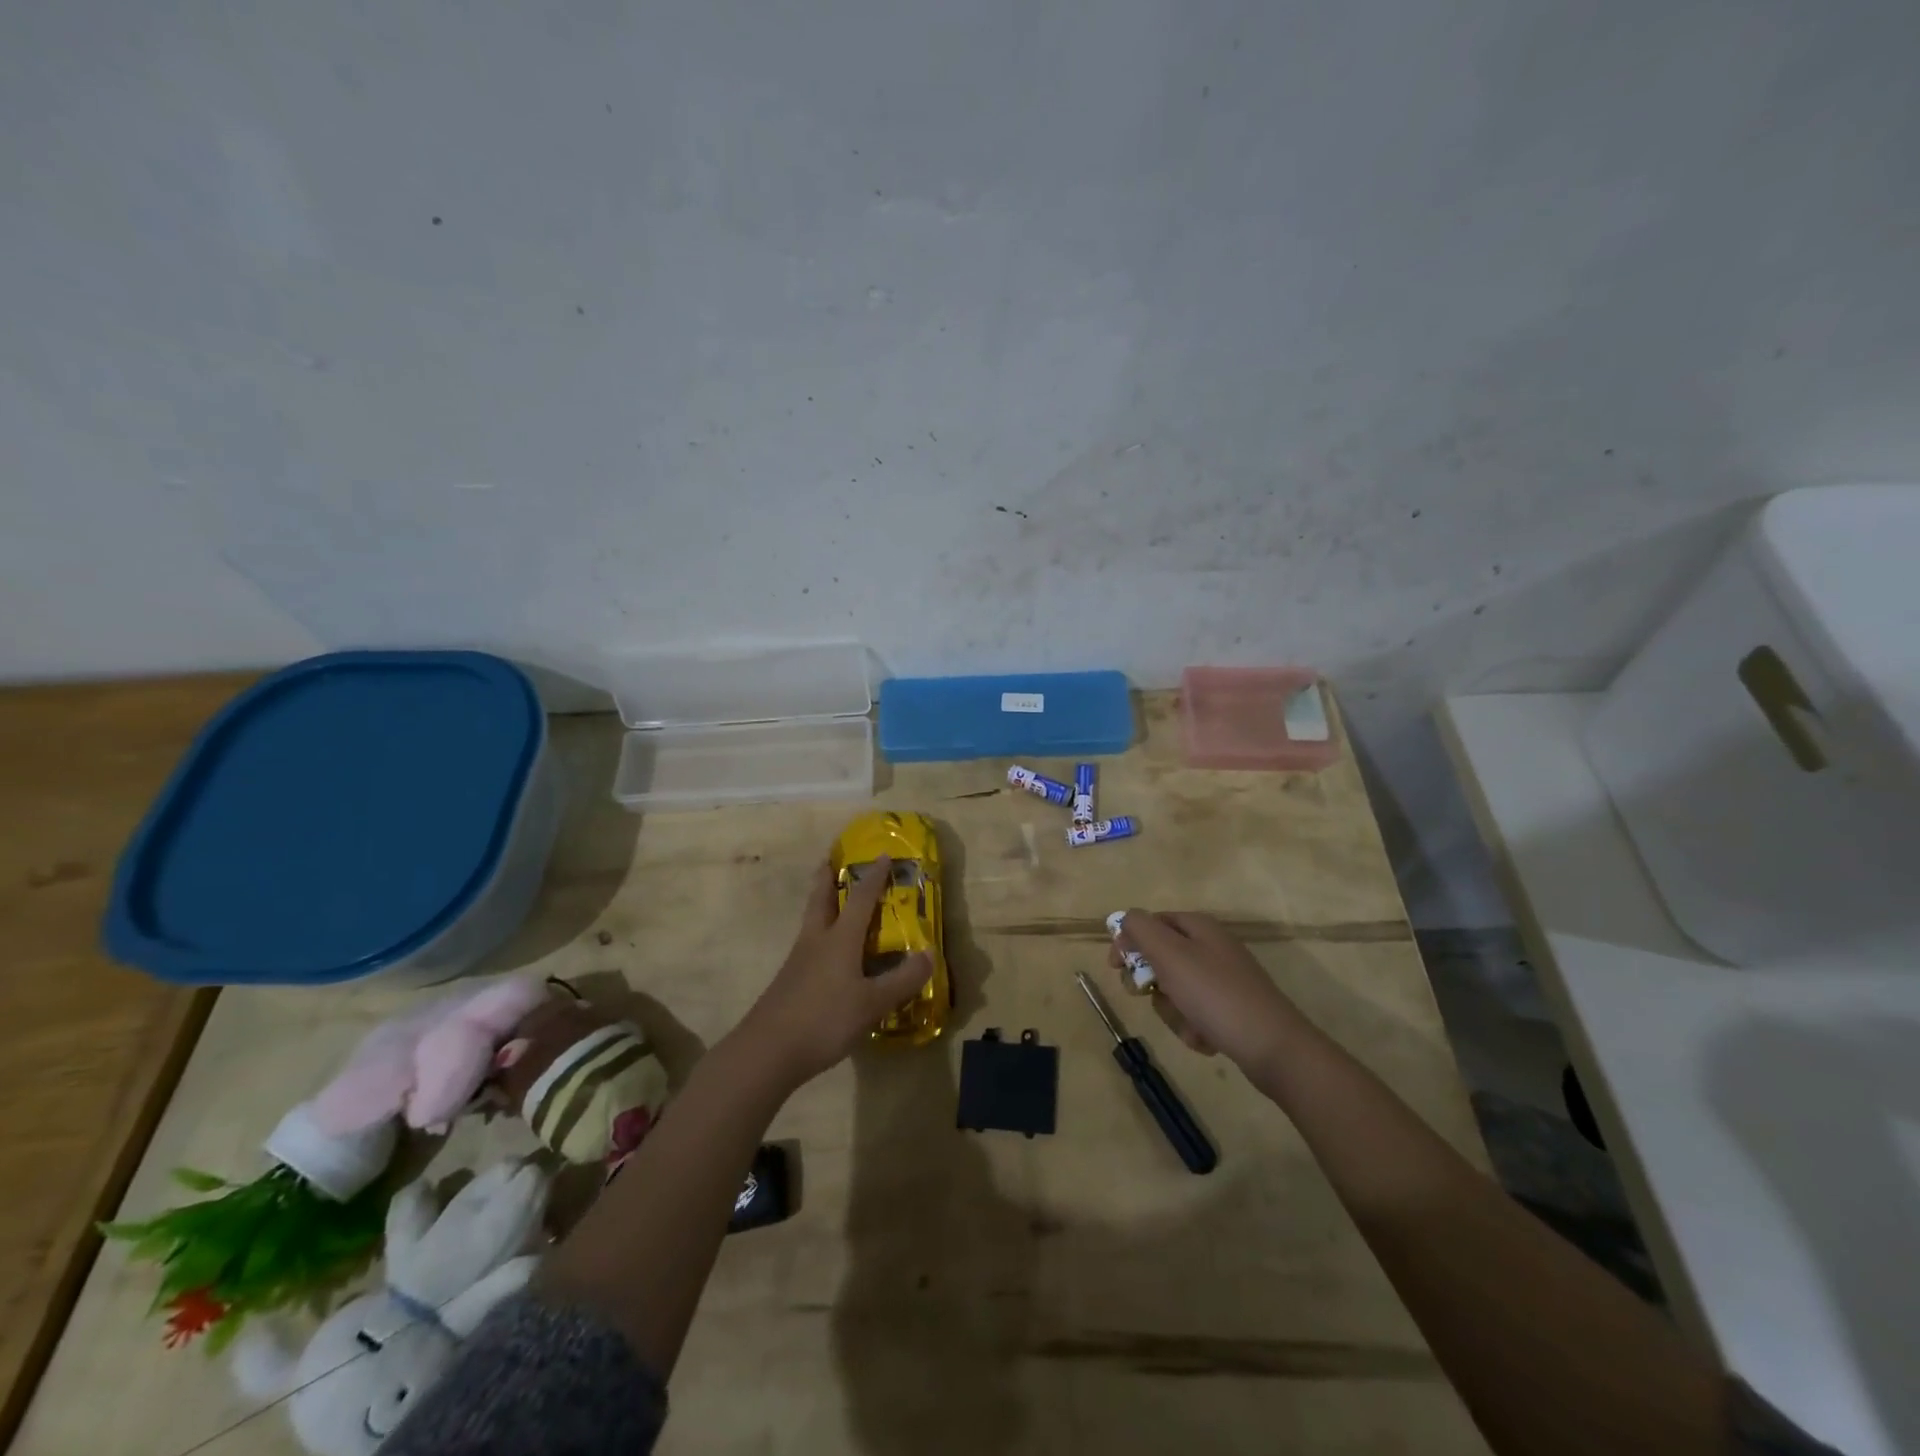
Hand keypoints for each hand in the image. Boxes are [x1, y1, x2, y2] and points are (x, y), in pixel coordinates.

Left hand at [740, 856, 931, 1086]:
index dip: (874, 877)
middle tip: (831, 861)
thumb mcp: (872, 1003)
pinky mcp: (788, 983)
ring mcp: (797, 962)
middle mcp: (816, 941)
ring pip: (811, 922)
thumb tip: (929, 954)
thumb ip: (902, 980)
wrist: (766, 1052)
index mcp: (840, 939)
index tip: (883, 855)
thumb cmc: (824, 1020)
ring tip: (832, 902)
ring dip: (821, 905)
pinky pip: (808, 947)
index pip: (860, 899)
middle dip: (827, 878)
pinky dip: (820, 938)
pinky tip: (828, 956)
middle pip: (820, 900)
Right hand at [1111, 911, 1309, 1074]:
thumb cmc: (1215, 995)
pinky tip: (1205, 1038)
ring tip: (1189, 1024)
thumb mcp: (1170, 954)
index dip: (1128, 941)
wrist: (1273, 1047)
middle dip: (1152, 982)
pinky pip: (1195, 1012)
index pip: (1150, 922)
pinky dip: (1193, 1026)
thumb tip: (1126, 919)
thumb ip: (1141, 929)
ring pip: (1175, 989)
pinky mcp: (1231, 1008)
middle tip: (1148, 994)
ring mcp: (1223, 979)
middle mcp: (1211, 947)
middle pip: (1161, 958)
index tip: (1115, 967)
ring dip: (1173, 1010)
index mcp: (1198, 926)